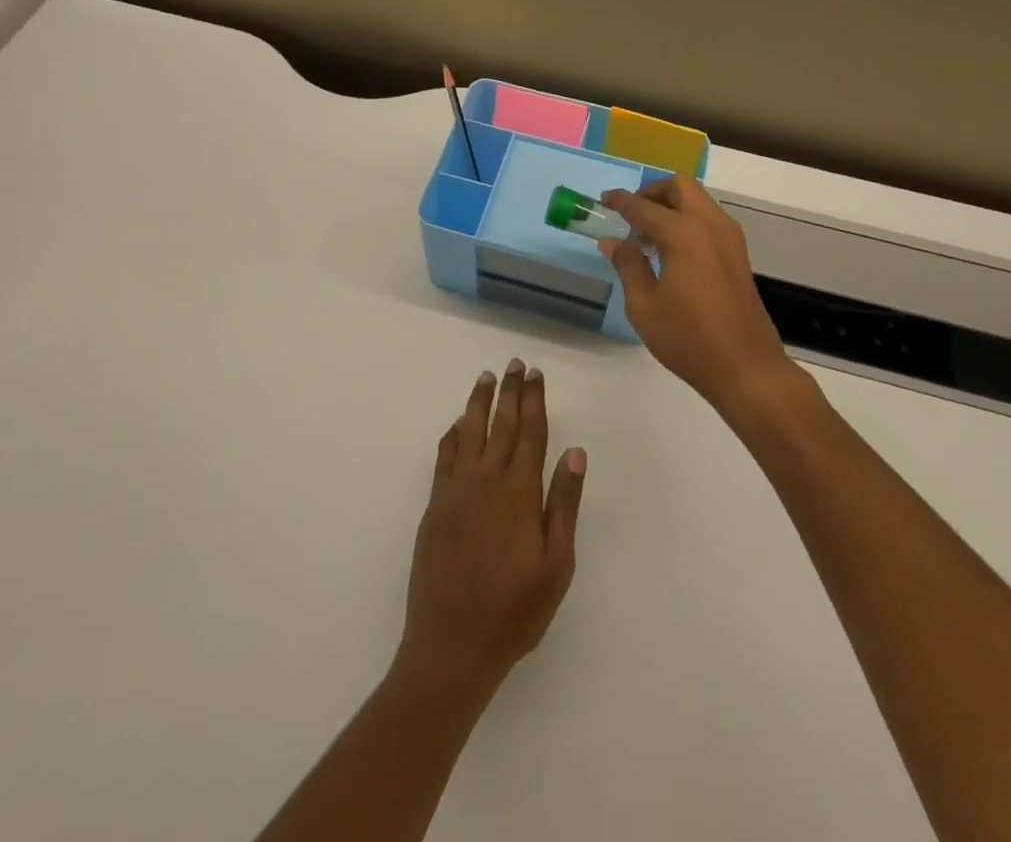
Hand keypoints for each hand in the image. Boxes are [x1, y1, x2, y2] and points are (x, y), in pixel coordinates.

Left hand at [394, 362, 586, 701]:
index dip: (534, 400)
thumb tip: (575, 451)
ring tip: (486, 377)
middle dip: (509, 391)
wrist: (451, 646)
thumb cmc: (514, 610)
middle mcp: (485, 480)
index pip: (530, 432)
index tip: (535, 374)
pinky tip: (459, 424)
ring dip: (479, 402)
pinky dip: (454, 433)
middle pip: (501, 423)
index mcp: (518, 492)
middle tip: (515, 363)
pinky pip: (445, 456)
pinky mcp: (435, 505)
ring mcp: (456, 491)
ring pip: (469, 432)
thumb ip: (563, 504)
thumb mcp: (556, 565)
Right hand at [599, 176, 794, 412]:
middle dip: (652, 193)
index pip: (644, 207)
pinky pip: (708, 219)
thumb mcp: (644, 306)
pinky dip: (687, 220)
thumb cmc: (688, 339)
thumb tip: (612, 241)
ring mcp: (729, 238)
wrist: (747, 368)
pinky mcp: (738, 254)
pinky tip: (670, 251)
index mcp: (683, 233)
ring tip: (646, 237)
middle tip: (630, 215)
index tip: (603, 199)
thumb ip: (628, 265)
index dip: (620, 201)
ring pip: (697, 200)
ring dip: (671, 206)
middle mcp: (709, 224)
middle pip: (680, 187)